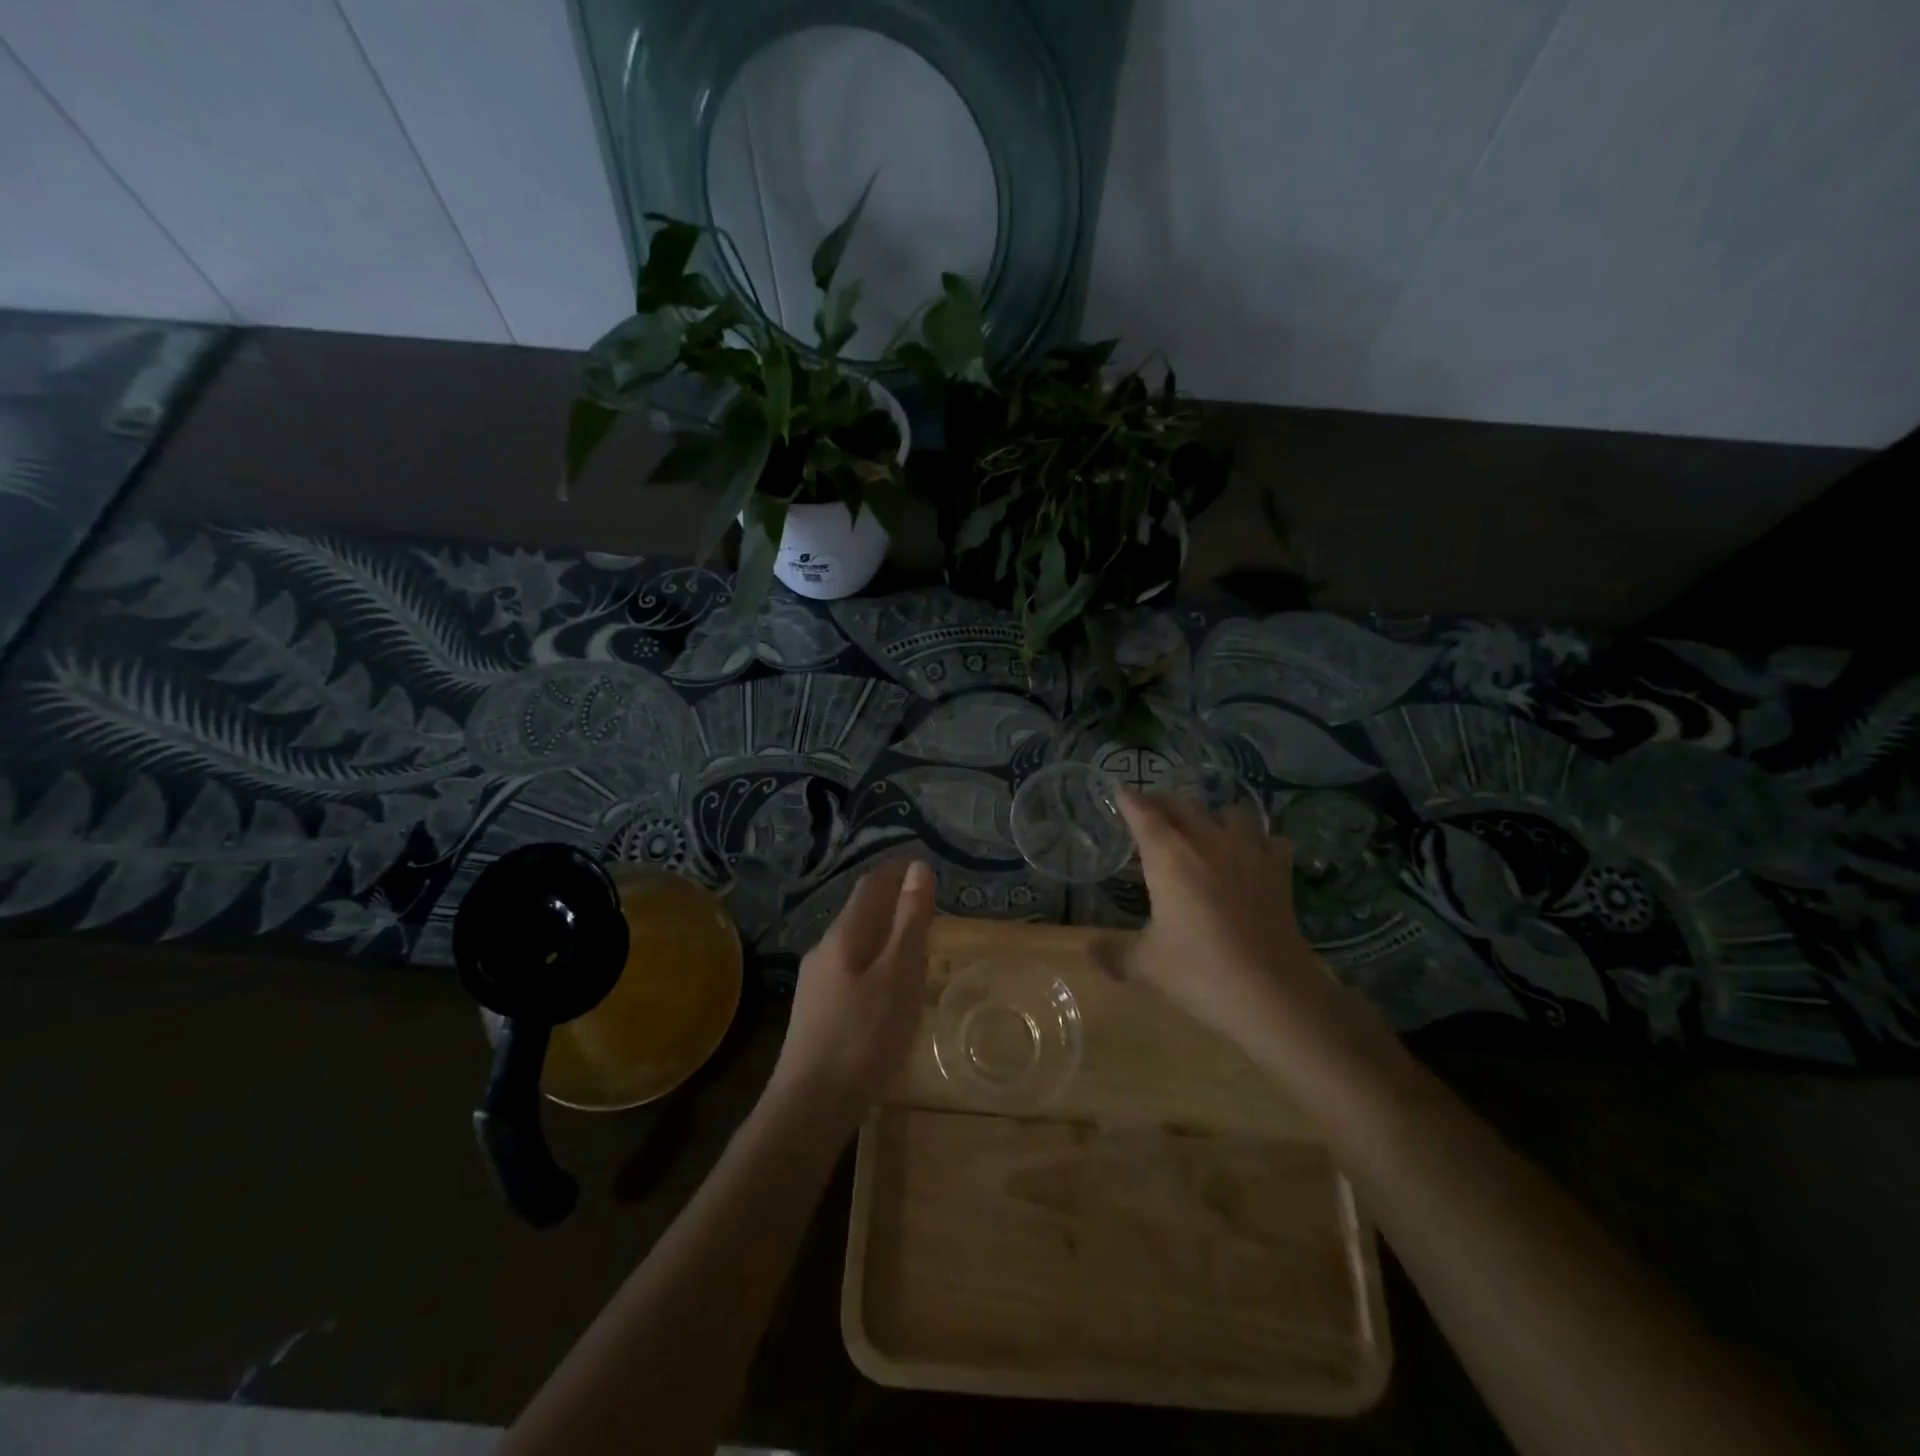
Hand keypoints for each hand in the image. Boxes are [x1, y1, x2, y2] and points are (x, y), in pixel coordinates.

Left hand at [770, 858, 935, 1129]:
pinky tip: (889, 987)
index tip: (922, 862)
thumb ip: (910, 921)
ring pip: (856, 943)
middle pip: (860, 912)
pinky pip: (852, 970)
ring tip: (914, 942)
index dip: (896, 870)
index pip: (870, 886)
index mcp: (844, 936)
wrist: (810, 1105)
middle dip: (892, 900)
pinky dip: (876, 962)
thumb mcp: (898, 974)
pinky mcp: (817, 1012)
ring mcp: (816, 983)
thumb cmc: (863, 1036)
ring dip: (884, 933)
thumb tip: (917, 867)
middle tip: (926, 903)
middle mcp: (824, 950)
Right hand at [1105, 789, 1398, 1100]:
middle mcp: (1207, 842)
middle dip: (1163, 803)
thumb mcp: (1146, 967)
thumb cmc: (1199, 973)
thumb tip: (1089, 950)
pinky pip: (1269, 839)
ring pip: (1230, 812)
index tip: (1119, 791)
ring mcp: (1248, 853)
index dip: (1128, 800)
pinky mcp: (1279, 871)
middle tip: (1151, 810)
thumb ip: (1113, 954)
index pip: (1143, 814)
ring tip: (1204, 828)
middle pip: (1182, 805)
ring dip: (1213, 814)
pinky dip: (1258, 840)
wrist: (1272, 994)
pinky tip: (1252, 855)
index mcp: (1168, 857)